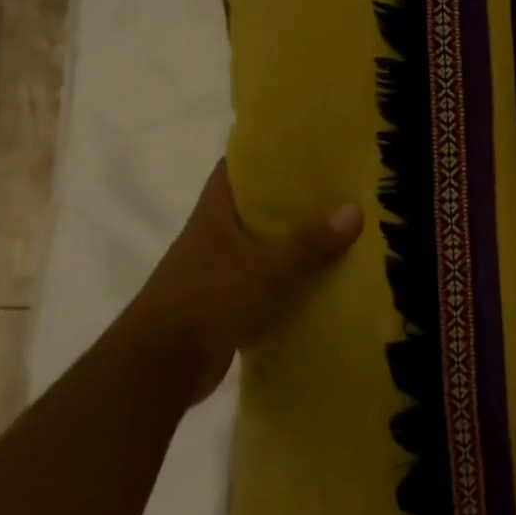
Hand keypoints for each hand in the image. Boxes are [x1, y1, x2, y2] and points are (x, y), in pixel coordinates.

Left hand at [123, 160, 362, 403]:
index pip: (237, 168)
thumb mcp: (267, 270)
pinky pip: (266, 279)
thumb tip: (355, 208)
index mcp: (215, 214)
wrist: (160, 367)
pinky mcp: (226, 301)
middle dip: (294, 198)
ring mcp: (218, 269)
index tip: (306, 147)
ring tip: (342, 229)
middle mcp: (214, 235)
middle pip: (256, 205)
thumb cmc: (208, 302)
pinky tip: (323, 278)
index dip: (267, 153)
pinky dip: (290, 278)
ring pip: (264, 244)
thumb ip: (310, 243)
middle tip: (340, 187)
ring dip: (295, 240)